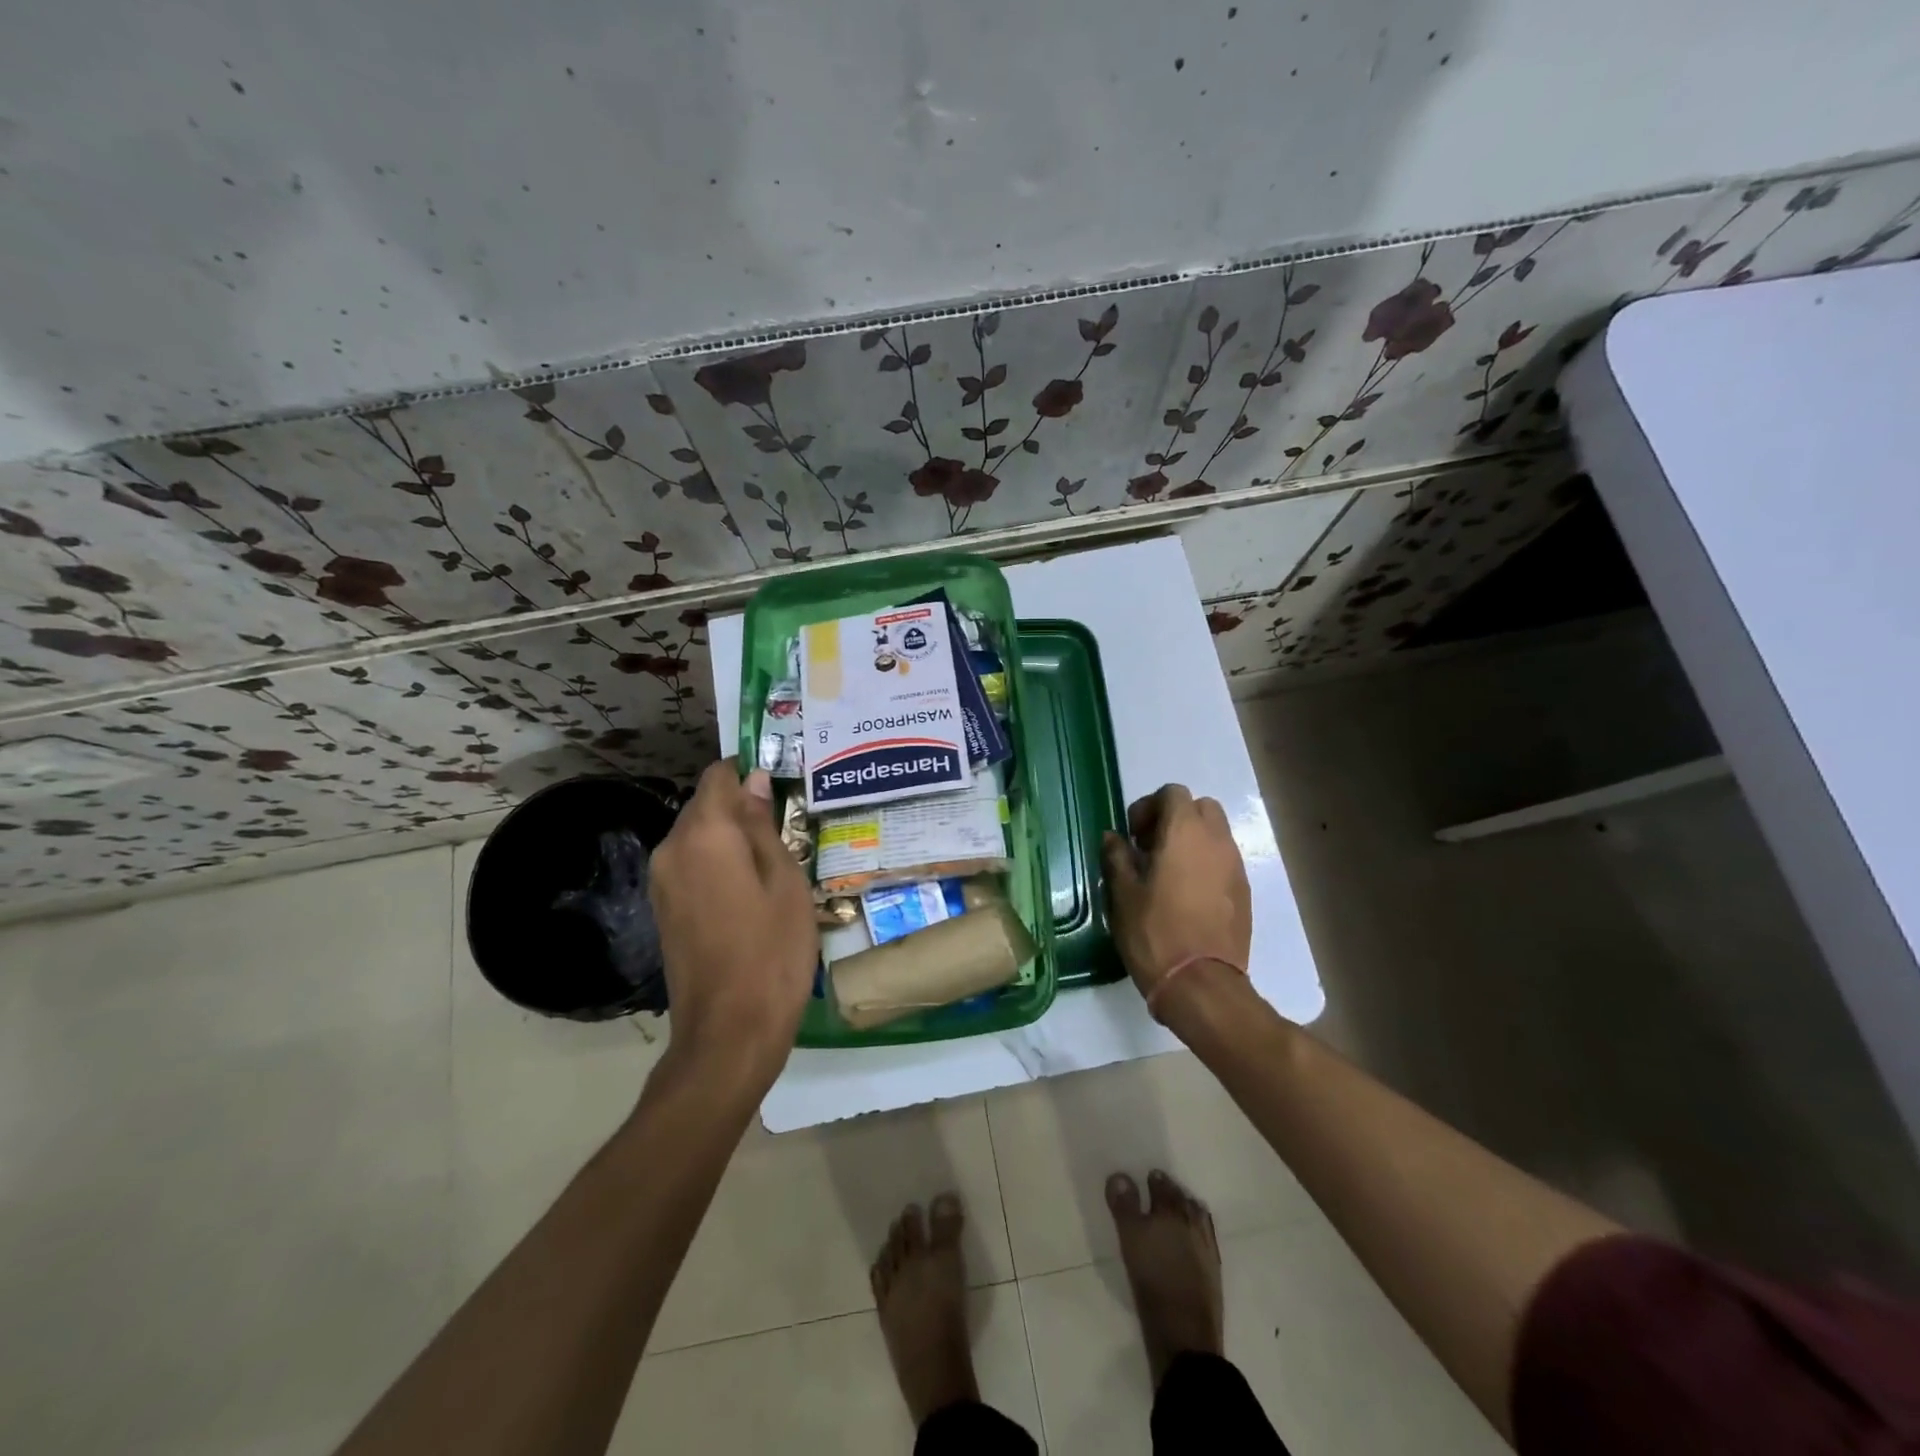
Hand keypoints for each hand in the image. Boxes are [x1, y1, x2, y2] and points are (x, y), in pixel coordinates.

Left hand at [649, 760, 817, 1078]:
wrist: (729, 1031)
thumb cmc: (772, 951)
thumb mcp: (785, 881)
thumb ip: (764, 825)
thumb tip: (754, 781)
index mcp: (704, 834)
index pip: (719, 776)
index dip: (749, 771)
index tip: (782, 784)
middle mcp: (672, 848)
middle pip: (705, 804)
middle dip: (741, 806)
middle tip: (786, 825)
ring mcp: (662, 881)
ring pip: (698, 836)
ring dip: (731, 837)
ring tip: (774, 859)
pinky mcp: (663, 908)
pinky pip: (692, 865)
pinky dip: (718, 863)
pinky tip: (750, 889)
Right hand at [1102, 784, 1250, 1020]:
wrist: (1201, 984)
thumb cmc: (1154, 932)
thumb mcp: (1123, 893)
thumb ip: (1117, 856)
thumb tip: (1113, 837)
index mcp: (1185, 832)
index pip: (1173, 793)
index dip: (1149, 807)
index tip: (1132, 836)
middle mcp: (1217, 840)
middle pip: (1200, 807)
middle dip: (1175, 819)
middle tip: (1151, 848)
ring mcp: (1235, 866)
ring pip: (1215, 834)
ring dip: (1192, 841)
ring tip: (1167, 873)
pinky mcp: (1244, 892)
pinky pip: (1224, 861)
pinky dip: (1206, 864)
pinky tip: (1187, 895)